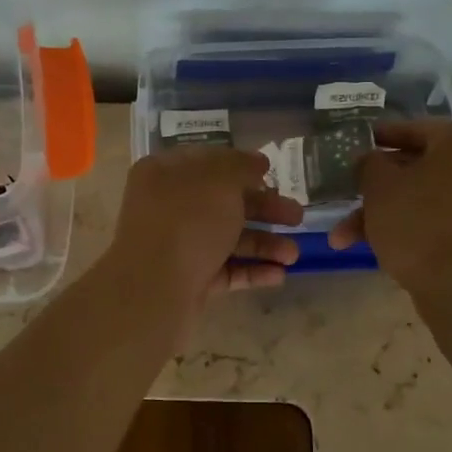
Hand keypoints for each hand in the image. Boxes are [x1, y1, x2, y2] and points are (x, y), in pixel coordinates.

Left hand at [110, 147, 304, 303]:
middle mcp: (167, 207)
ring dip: (263, 244)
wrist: (154, 290)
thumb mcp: (219, 180)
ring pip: (227, 239)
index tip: (272, 173)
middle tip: (297, 217)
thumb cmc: (187, 222)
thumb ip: (241, 166)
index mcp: (164, 174)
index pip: (207, 162)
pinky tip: (278, 274)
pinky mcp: (187, 280)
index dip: (241, 165)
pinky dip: (251, 270)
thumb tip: (257, 162)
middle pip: (222, 203)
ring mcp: (176, 246)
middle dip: (263, 209)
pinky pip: (224, 270)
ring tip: (293, 255)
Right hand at [327, 120, 451, 292]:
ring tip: (341, 239)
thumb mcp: (379, 185)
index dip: (378, 138)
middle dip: (371, 190)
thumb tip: (370, 160)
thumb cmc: (416, 221)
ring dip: (379, 215)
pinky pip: (432, 219)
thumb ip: (369, 164)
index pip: (412, 129)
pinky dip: (403, 228)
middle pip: (413, 169)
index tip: (354, 146)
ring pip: (418, 199)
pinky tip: (370, 247)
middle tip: (343, 197)